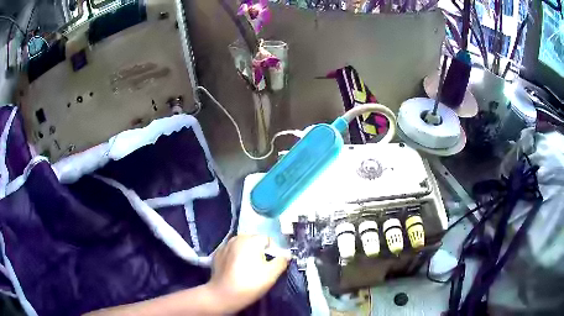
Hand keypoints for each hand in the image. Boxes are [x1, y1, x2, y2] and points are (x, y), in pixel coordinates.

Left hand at [205, 235, 288, 313]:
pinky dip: (236, 258)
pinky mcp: (217, 255)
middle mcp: (236, 238)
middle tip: (262, 268)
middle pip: (254, 242)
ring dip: (247, 255)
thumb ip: (282, 261)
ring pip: (242, 247)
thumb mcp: (272, 274)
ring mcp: (224, 246)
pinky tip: (236, 271)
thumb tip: (286, 255)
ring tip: (248, 270)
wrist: (223, 295)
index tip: (272, 265)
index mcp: (250, 240)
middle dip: (260, 252)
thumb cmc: (250, 283)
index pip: (268, 240)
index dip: (273, 252)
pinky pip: (231, 253)